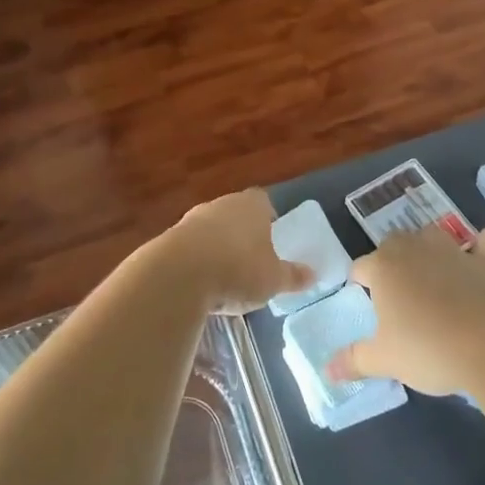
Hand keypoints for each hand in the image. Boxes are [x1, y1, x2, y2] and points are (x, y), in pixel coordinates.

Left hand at [138, 189, 312, 315]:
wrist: (179, 274)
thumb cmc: (239, 269)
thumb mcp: (273, 279)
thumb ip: (293, 276)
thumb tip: (314, 275)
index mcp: (252, 205)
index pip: (263, 202)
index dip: (268, 218)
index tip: (272, 238)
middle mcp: (222, 204)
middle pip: (235, 214)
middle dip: (242, 233)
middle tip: (251, 259)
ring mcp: (193, 218)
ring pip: (211, 229)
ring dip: (217, 247)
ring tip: (225, 275)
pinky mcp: (170, 238)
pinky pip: (190, 247)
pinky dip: (197, 260)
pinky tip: (201, 283)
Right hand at [327, 225, 484, 394]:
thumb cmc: (426, 349)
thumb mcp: (385, 360)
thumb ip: (354, 360)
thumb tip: (327, 369)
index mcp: (383, 267)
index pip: (360, 267)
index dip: (360, 284)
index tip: (367, 305)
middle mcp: (414, 248)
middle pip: (393, 244)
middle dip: (391, 262)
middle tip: (397, 296)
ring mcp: (452, 250)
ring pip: (432, 235)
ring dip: (429, 249)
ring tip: (432, 275)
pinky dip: (484, 246)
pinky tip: (482, 257)